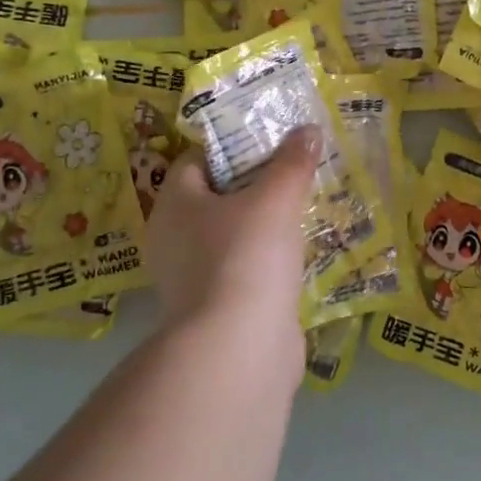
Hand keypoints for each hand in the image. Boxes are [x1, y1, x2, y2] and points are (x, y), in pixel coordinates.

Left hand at [144, 128, 318, 391]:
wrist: (239, 350)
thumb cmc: (246, 257)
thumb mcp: (276, 199)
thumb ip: (292, 161)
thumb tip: (307, 129)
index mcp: (174, 204)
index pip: (197, 159)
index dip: (234, 146)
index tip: (273, 142)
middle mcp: (173, 239)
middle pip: (217, 197)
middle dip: (257, 184)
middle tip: (296, 172)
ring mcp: (192, 279)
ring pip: (232, 236)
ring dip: (265, 225)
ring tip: (306, 209)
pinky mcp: (217, 309)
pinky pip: (244, 270)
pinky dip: (268, 261)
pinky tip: (300, 255)